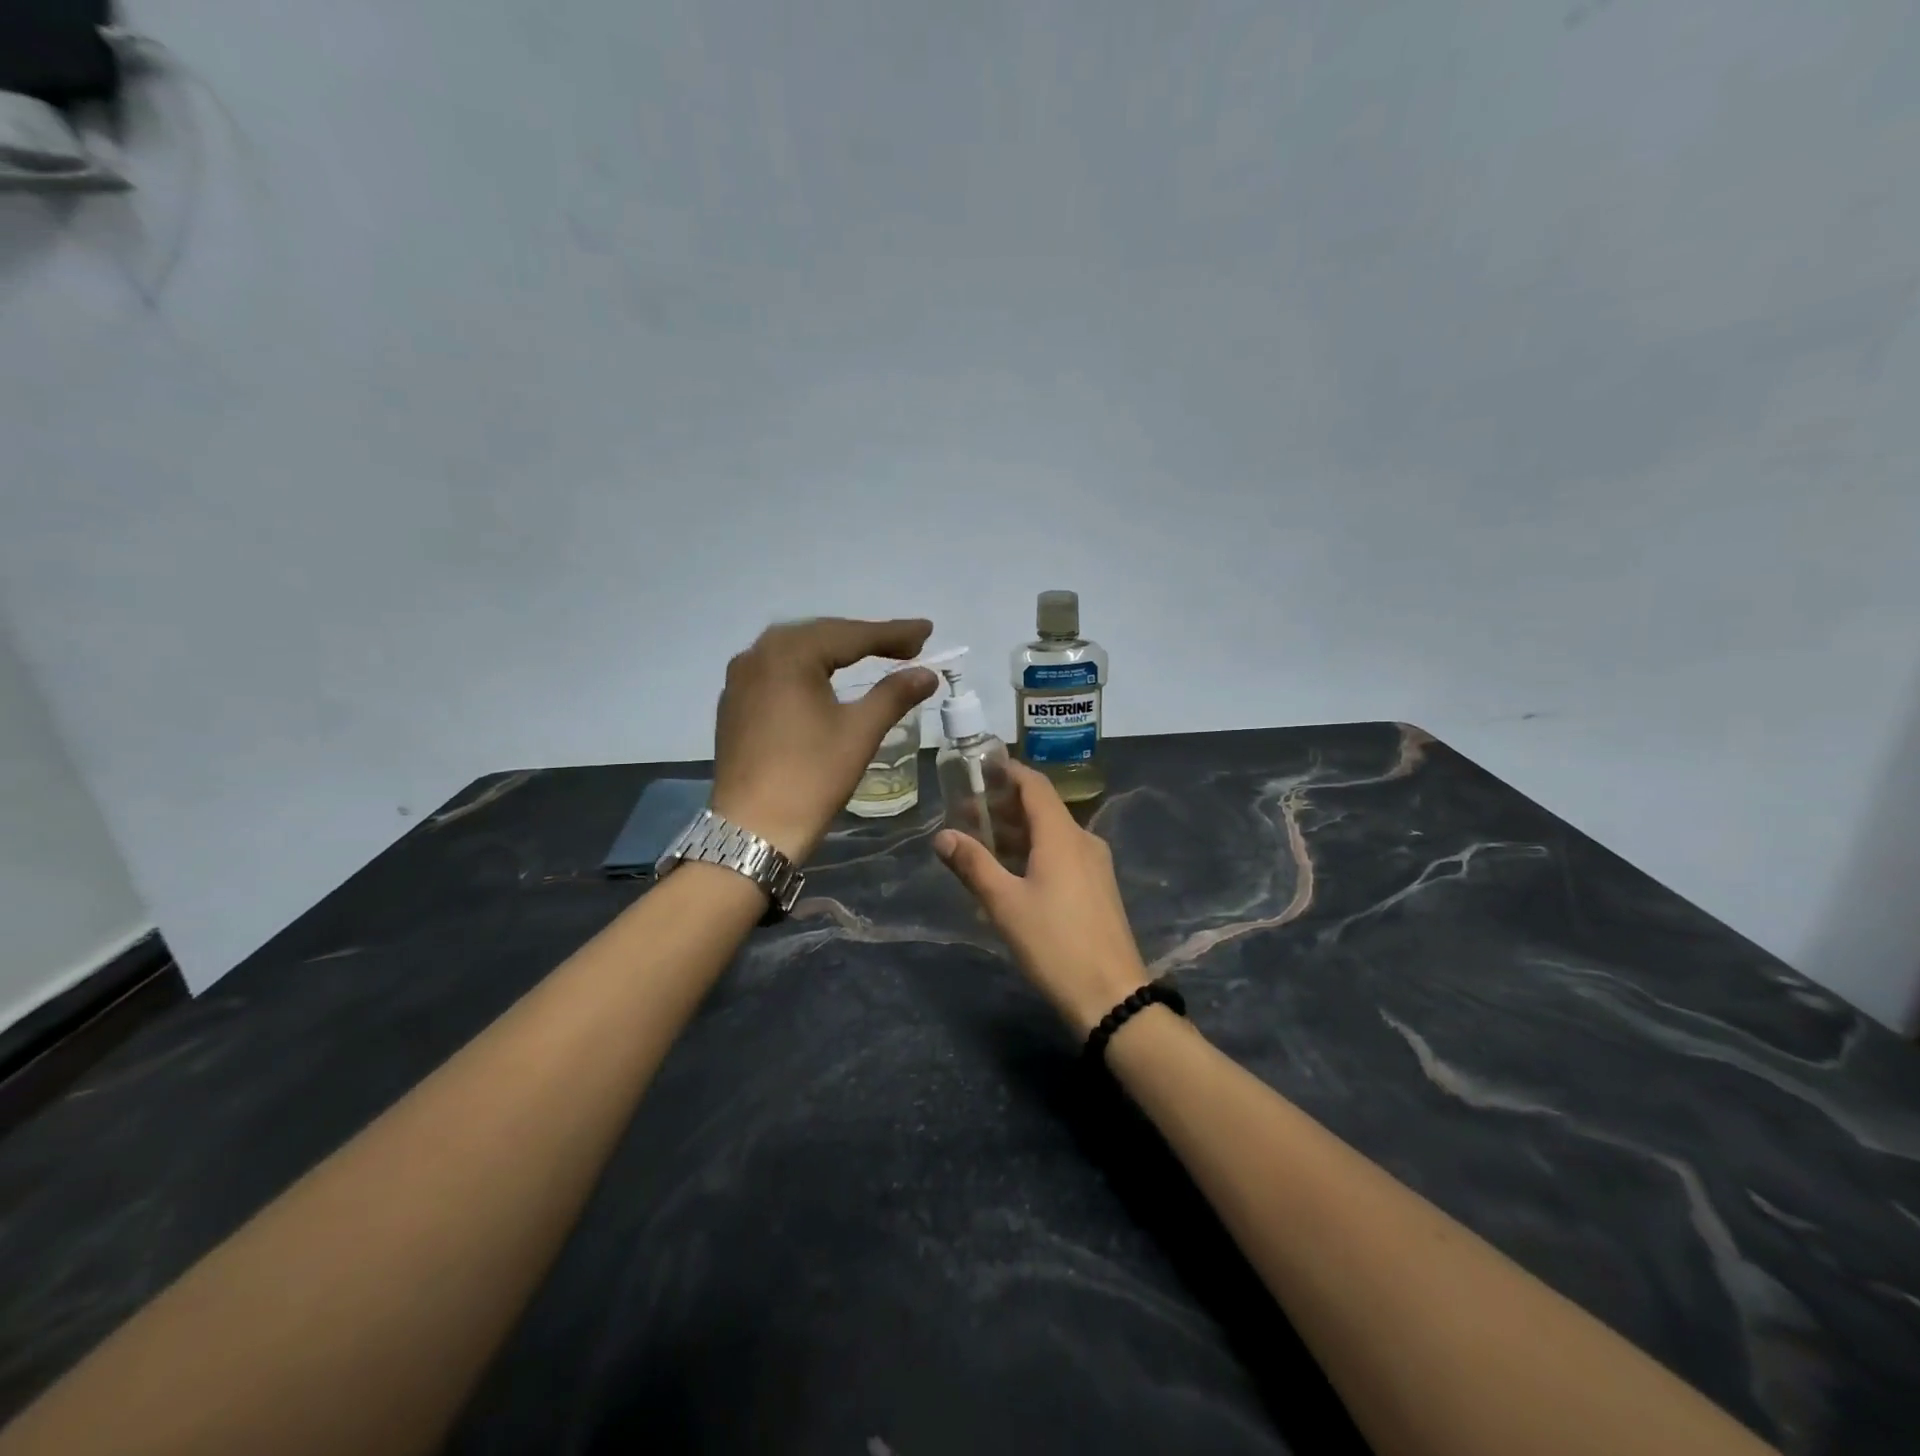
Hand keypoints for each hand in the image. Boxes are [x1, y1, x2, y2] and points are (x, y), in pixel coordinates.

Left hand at [711, 617, 938, 861]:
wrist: (752, 831)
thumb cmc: (810, 777)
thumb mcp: (859, 732)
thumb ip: (894, 694)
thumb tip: (927, 673)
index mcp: (789, 654)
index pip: (851, 635)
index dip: (894, 633)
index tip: (927, 631)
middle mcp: (758, 654)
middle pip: (822, 636)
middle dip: (865, 639)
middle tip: (907, 646)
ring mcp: (740, 679)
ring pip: (797, 652)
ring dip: (836, 652)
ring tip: (872, 656)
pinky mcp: (734, 703)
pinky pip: (778, 671)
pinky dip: (809, 669)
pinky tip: (824, 679)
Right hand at [934, 762, 1150, 1033]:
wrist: (1111, 995)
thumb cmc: (1054, 943)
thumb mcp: (1005, 904)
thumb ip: (973, 865)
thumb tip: (942, 835)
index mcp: (1062, 835)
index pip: (1035, 785)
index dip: (1008, 771)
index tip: (979, 767)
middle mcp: (1083, 840)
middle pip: (1043, 808)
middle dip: (1005, 805)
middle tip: (967, 810)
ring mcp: (1095, 865)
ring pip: (1053, 833)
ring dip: (1018, 831)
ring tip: (982, 840)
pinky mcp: (1097, 888)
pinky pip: (1062, 854)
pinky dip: (1034, 851)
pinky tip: (1012, 872)